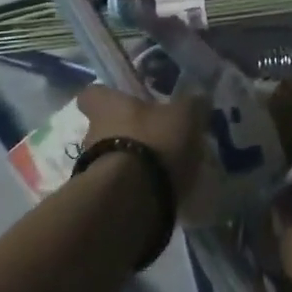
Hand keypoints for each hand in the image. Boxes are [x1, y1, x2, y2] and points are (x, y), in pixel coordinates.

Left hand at [76, 85, 208, 210]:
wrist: (132, 198)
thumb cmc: (153, 142)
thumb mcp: (184, 116)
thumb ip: (192, 104)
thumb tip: (199, 97)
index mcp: (106, 106)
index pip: (91, 94)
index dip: (106, 96)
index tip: (124, 100)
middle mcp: (91, 133)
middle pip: (103, 127)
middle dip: (126, 132)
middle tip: (154, 136)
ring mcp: (92, 167)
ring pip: (111, 156)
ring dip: (131, 160)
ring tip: (160, 167)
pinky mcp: (102, 197)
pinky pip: (119, 185)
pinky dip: (135, 185)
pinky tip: (158, 189)